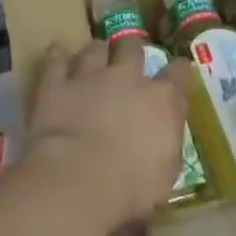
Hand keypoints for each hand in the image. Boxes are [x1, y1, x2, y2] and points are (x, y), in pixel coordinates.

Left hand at [28, 39, 190, 226]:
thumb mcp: (165, 173)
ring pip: (95, 48)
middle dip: (131, 50)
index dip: (179, 70)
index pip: (177, 73)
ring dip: (96, 52)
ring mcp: (90, 76)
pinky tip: (58, 54)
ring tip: (94, 58)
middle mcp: (127, 77)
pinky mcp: (57, 83)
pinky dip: (58, 55)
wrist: (78, 181)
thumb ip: (167, 141)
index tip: (178, 70)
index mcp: (161, 100)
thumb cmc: (131, 188)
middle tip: (128, 58)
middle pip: (132, 48)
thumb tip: (166, 130)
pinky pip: (56, 59)